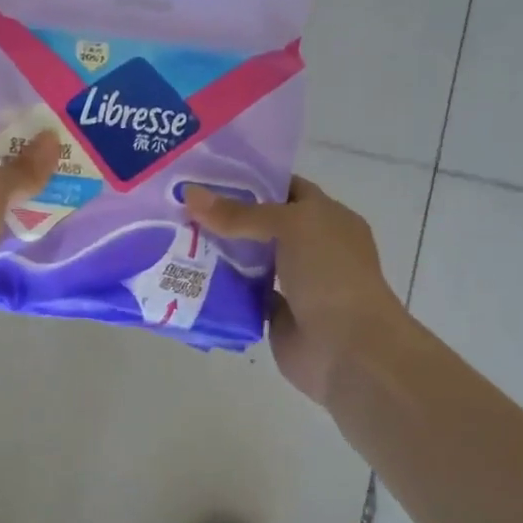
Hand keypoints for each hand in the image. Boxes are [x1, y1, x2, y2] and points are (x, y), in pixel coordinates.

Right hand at [184, 176, 405, 403]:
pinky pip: (242, 294)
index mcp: (328, 219)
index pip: (287, 189)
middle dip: (226, 216)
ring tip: (175, 236)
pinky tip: (188, 276)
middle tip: (181, 205)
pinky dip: (220, 288)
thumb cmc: (331, 275)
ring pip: (250, 260)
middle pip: (262, 225)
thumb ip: (241, 213)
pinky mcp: (275, 314)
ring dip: (219, 252)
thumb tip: (190, 194)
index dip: (252, 178)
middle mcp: (312, 248)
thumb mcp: (291, 227)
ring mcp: (294, 283)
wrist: (348, 348)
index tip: (208, 174)